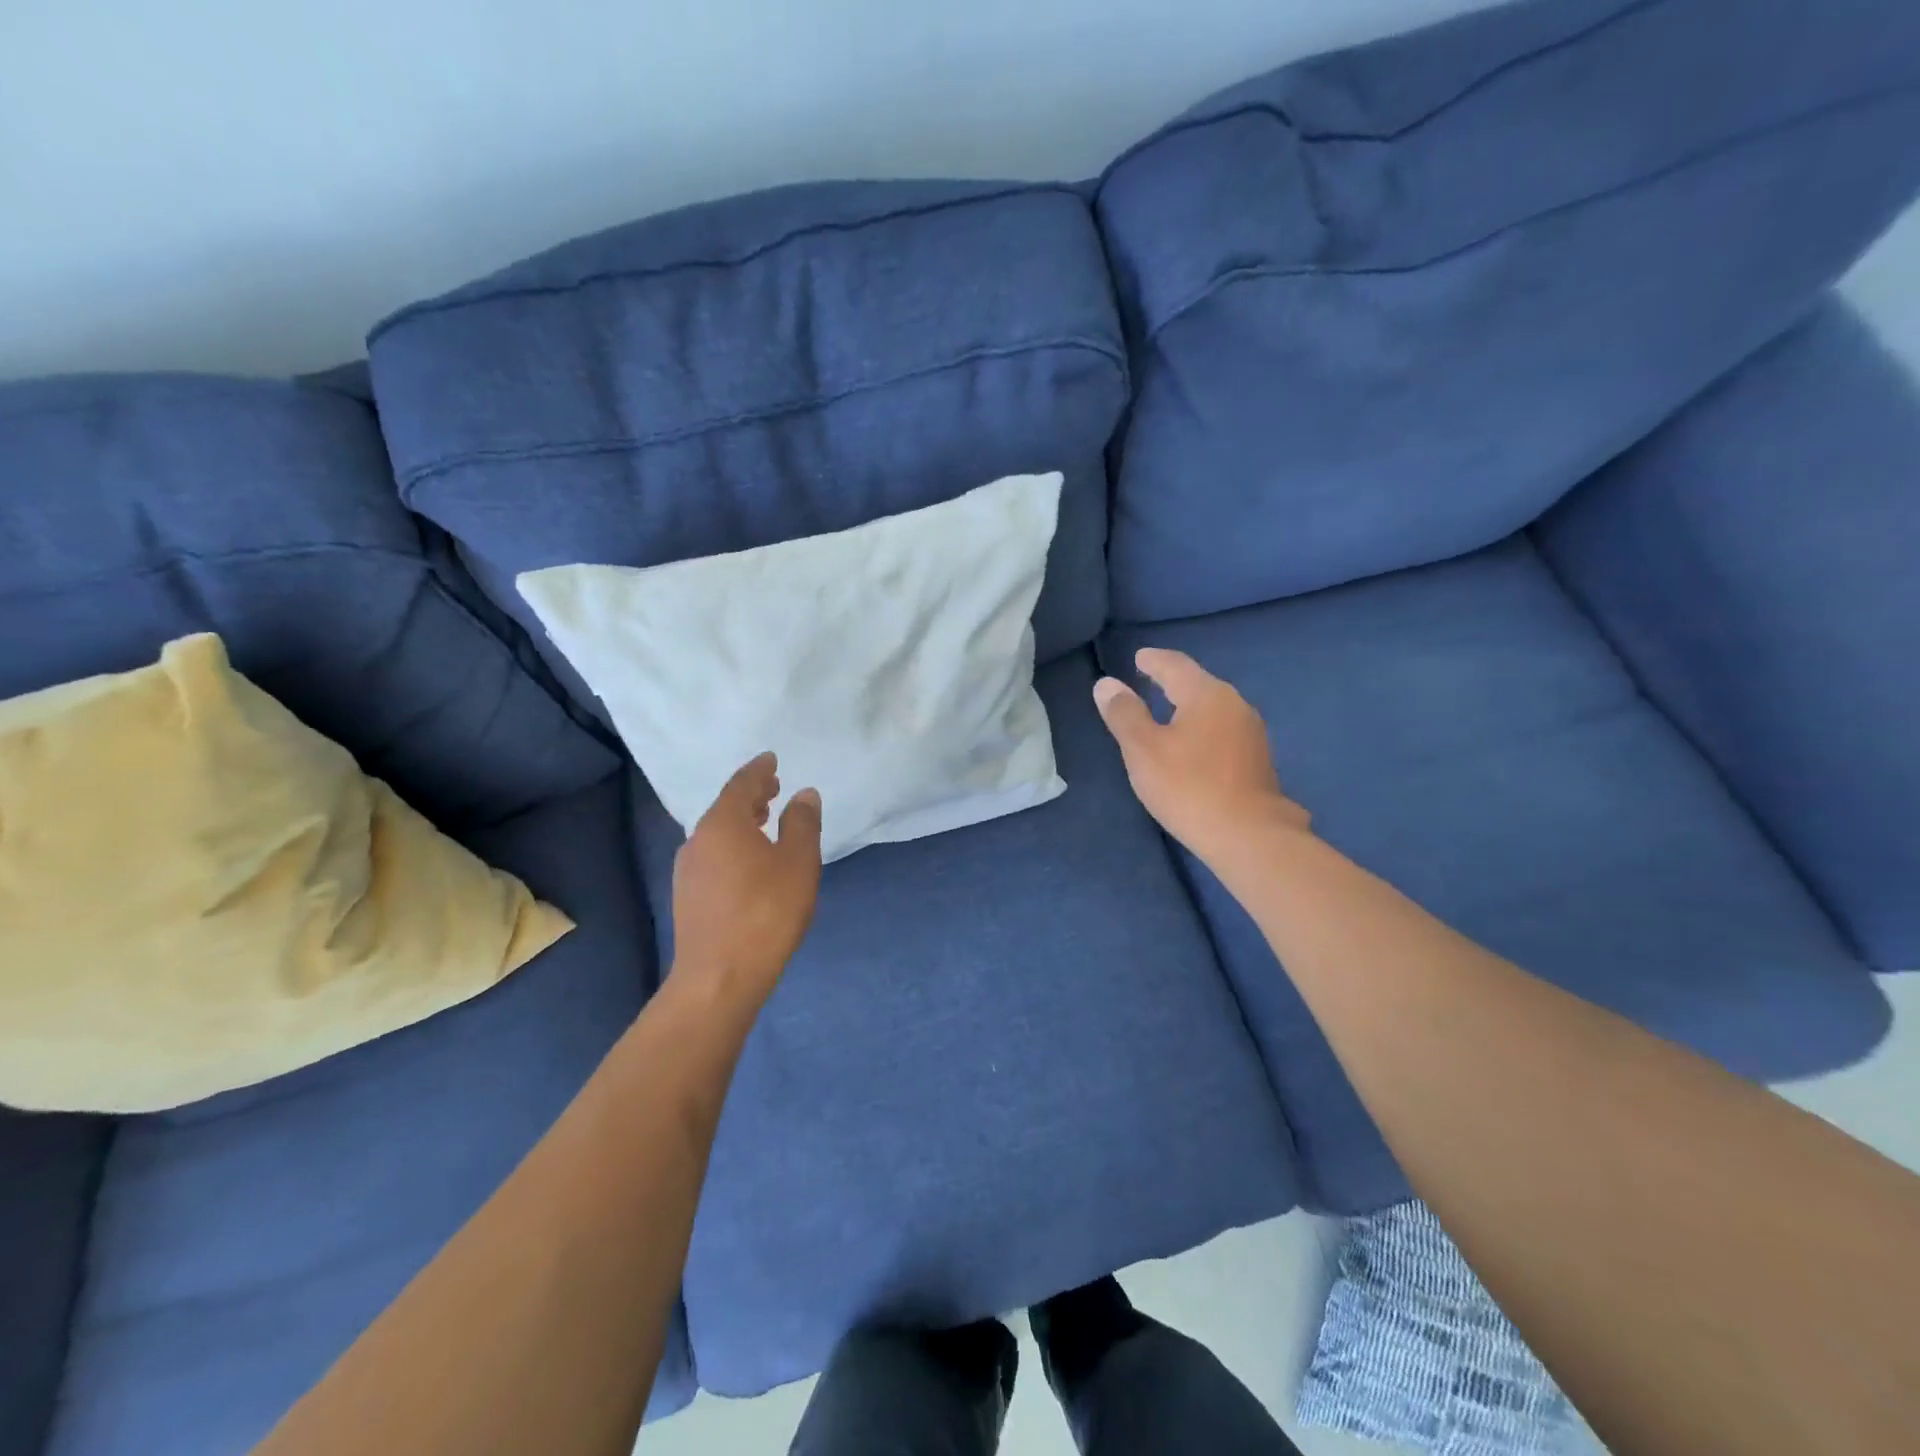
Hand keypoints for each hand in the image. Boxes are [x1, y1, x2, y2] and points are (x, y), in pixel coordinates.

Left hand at [671, 753, 822, 1003]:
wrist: (719, 977)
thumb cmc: (766, 912)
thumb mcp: (798, 863)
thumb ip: (803, 823)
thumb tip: (804, 794)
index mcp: (723, 824)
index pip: (741, 784)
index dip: (759, 770)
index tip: (772, 759)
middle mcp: (698, 840)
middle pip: (726, 807)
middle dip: (751, 794)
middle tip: (773, 787)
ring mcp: (688, 870)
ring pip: (717, 833)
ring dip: (742, 821)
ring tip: (764, 820)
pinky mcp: (688, 896)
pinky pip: (713, 855)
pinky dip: (733, 845)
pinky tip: (749, 861)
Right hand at [1093, 648, 1309, 863]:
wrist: (1249, 836)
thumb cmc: (1188, 787)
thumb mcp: (1143, 750)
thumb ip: (1124, 714)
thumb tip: (1106, 684)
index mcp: (1206, 695)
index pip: (1175, 665)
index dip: (1153, 661)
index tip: (1138, 658)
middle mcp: (1235, 705)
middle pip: (1198, 684)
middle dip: (1172, 681)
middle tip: (1148, 680)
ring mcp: (1251, 733)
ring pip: (1213, 708)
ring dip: (1189, 706)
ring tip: (1167, 712)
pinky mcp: (1258, 760)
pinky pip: (1223, 730)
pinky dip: (1203, 728)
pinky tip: (1193, 745)